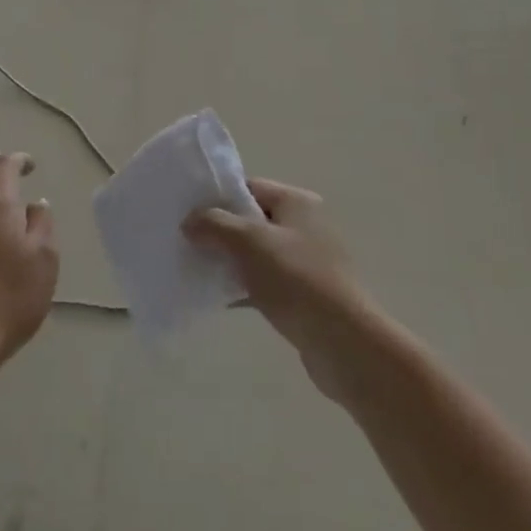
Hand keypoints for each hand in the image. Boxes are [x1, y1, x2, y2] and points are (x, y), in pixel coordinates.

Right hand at [185, 177, 372, 396]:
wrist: (343, 343)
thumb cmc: (296, 280)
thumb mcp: (248, 242)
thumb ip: (213, 224)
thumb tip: (190, 221)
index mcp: (297, 202)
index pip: (249, 187)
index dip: (217, 198)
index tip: (187, 214)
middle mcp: (305, 226)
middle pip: (250, 220)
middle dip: (219, 232)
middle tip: (187, 243)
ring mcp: (306, 262)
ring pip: (255, 254)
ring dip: (228, 261)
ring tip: (195, 270)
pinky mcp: (304, 295)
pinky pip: (264, 282)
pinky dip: (241, 287)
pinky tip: (216, 299)